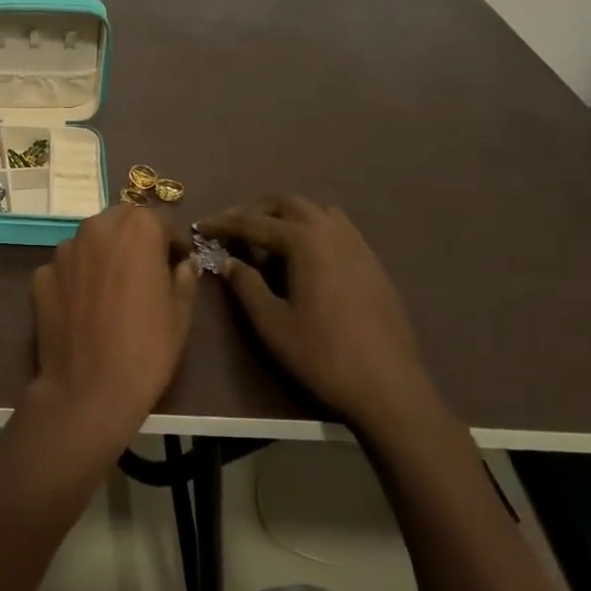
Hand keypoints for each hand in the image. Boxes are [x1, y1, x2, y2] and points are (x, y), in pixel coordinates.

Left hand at [29, 206, 198, 443]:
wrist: (88, 389)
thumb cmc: (147, 348)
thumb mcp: (181, 314)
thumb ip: (184, 278)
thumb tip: (183, 264)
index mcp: (136, 229)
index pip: (161, 220)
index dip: (173, 242)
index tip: (178, 263)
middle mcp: (96, 228)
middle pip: (121, 223)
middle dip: (135, 240)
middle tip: (146, 272)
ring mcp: (63, 251)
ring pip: (90, 242)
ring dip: (103, 255)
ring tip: (112, 291)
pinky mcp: (40, 275)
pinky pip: (66, 269)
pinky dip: (76, 279)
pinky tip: (84, 308)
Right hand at [195, 197, 433, 430]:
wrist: (389, 387)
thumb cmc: (322, 355)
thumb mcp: (271, 323)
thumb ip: (246, 285)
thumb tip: (228, 260)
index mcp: (305, 242)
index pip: (254, 221)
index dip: (223, 223)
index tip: (200, 226)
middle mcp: (332, 232)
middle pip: (287, 203)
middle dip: (256, 211)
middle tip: (233, 231)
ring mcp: (358, 245)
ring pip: (316, 211)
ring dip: (287, 217)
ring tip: (267, 242)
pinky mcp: (372, 263)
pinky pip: (337, 229)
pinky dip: (312, 230)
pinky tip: (304, 259)